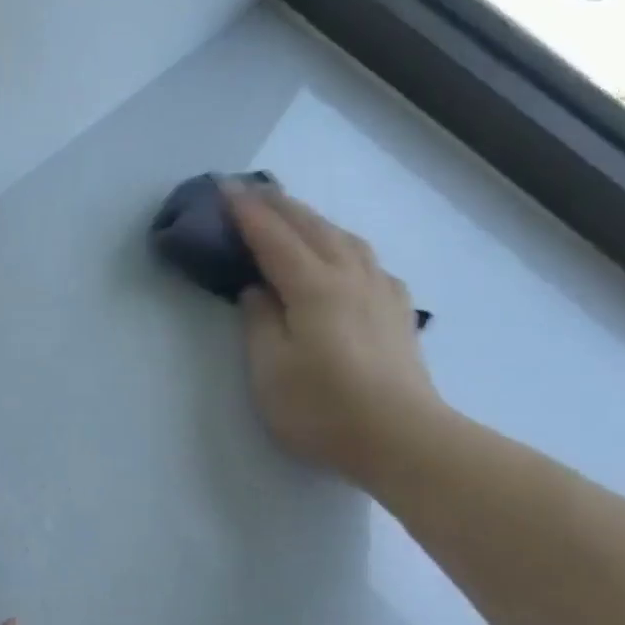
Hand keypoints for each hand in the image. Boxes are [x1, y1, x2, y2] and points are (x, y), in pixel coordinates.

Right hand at [224, 180, 445, 487]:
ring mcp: (380, 291)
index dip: (246, 212)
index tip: (223, 187)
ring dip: (313, 219)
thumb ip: (259, 322)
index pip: (273, 238)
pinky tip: (342, 255)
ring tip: (292, 214)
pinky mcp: (396, 311)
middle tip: (250, 190)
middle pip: (312, 227)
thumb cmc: (322, 408)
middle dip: (279, 205)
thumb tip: (257, 290)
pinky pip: (365, 259)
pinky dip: (342, 244)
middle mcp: (350, 276)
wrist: (402, 437)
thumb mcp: (270, 370)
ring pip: (344, 238)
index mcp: (314, 287)